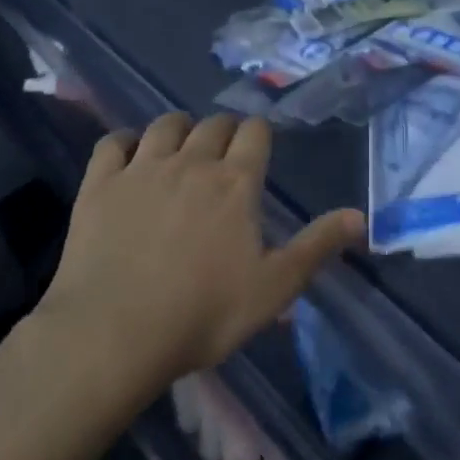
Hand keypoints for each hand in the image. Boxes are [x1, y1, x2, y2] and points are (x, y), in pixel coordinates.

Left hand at [39, 113, 363, 389]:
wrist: (114, 335)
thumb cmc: (204, 314)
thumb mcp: (274, 287)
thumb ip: (317, 246)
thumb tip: (360, 217)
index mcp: (236, 182)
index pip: (255, 131)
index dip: (259, 134)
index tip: (258, 149)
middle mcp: (192, 162)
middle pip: (213, 124)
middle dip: (223, 131)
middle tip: (223, 157)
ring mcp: (142, 169)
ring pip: (165, 124)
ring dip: (179, 129)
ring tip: (180, 150)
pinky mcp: (100, 185)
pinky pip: (112, 143)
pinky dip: (125, 142)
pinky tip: (129, 157)